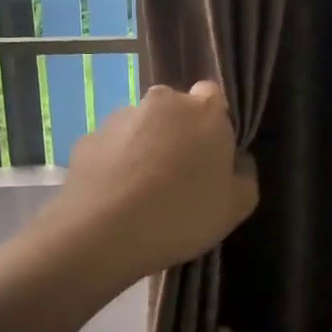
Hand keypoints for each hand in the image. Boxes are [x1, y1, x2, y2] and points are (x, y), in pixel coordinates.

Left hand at [48, 80, 258, 281]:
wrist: (103, 234)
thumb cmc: (182, 216)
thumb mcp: (236, 207)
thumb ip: (244, 174)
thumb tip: (236, 159)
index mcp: (204, 111)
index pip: (212, 97)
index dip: (212, 124)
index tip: (210, 155)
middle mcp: (160, 102)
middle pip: (173, 111)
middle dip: (176, 135)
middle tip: (177, 178)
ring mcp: (119, 118)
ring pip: (139, 128)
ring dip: (143, 149)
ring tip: (141, 194)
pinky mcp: (87, 139)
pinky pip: (110, 149)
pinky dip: (114, 166)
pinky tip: (115, 199)